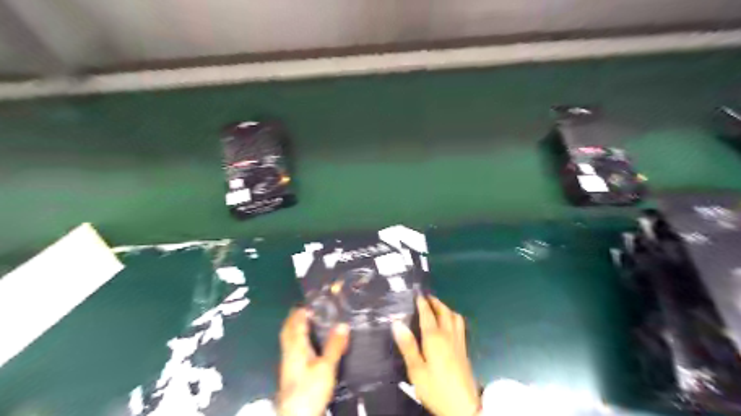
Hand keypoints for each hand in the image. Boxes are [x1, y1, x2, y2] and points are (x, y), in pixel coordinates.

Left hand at [279, 307, 351, 415]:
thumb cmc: (310, 389)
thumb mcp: (326, 367)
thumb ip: (334, 345)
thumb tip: (343, 324)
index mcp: (296, 347)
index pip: (295, 322)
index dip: (301, 310)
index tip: (310, 300)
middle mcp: (289, 352)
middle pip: (288, 330)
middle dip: (295, 317)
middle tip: (306, 308)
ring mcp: (288, 363)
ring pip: (289, 340)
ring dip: (295, 328)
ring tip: (308, 322)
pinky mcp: (291, 372)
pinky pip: (293, 349)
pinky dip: (298, 340)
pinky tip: (308, 345)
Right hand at [393, 298, 479, 415]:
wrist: (463, 407)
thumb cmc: (436, 388)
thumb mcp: (416, 370)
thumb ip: (408, 346)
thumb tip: (397, 323)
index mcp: (434, 338)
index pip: (428, 315)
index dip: (422, 303)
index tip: (417, 294)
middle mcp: (448, 336)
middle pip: (444, 312)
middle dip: (436, 302)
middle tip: (427, 297)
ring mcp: (459, 343)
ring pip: (455, 318)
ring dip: (446, 308)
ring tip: (439, 308)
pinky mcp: (464, 351)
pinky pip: (460, 326)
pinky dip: (453, 318)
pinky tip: (450, 325)